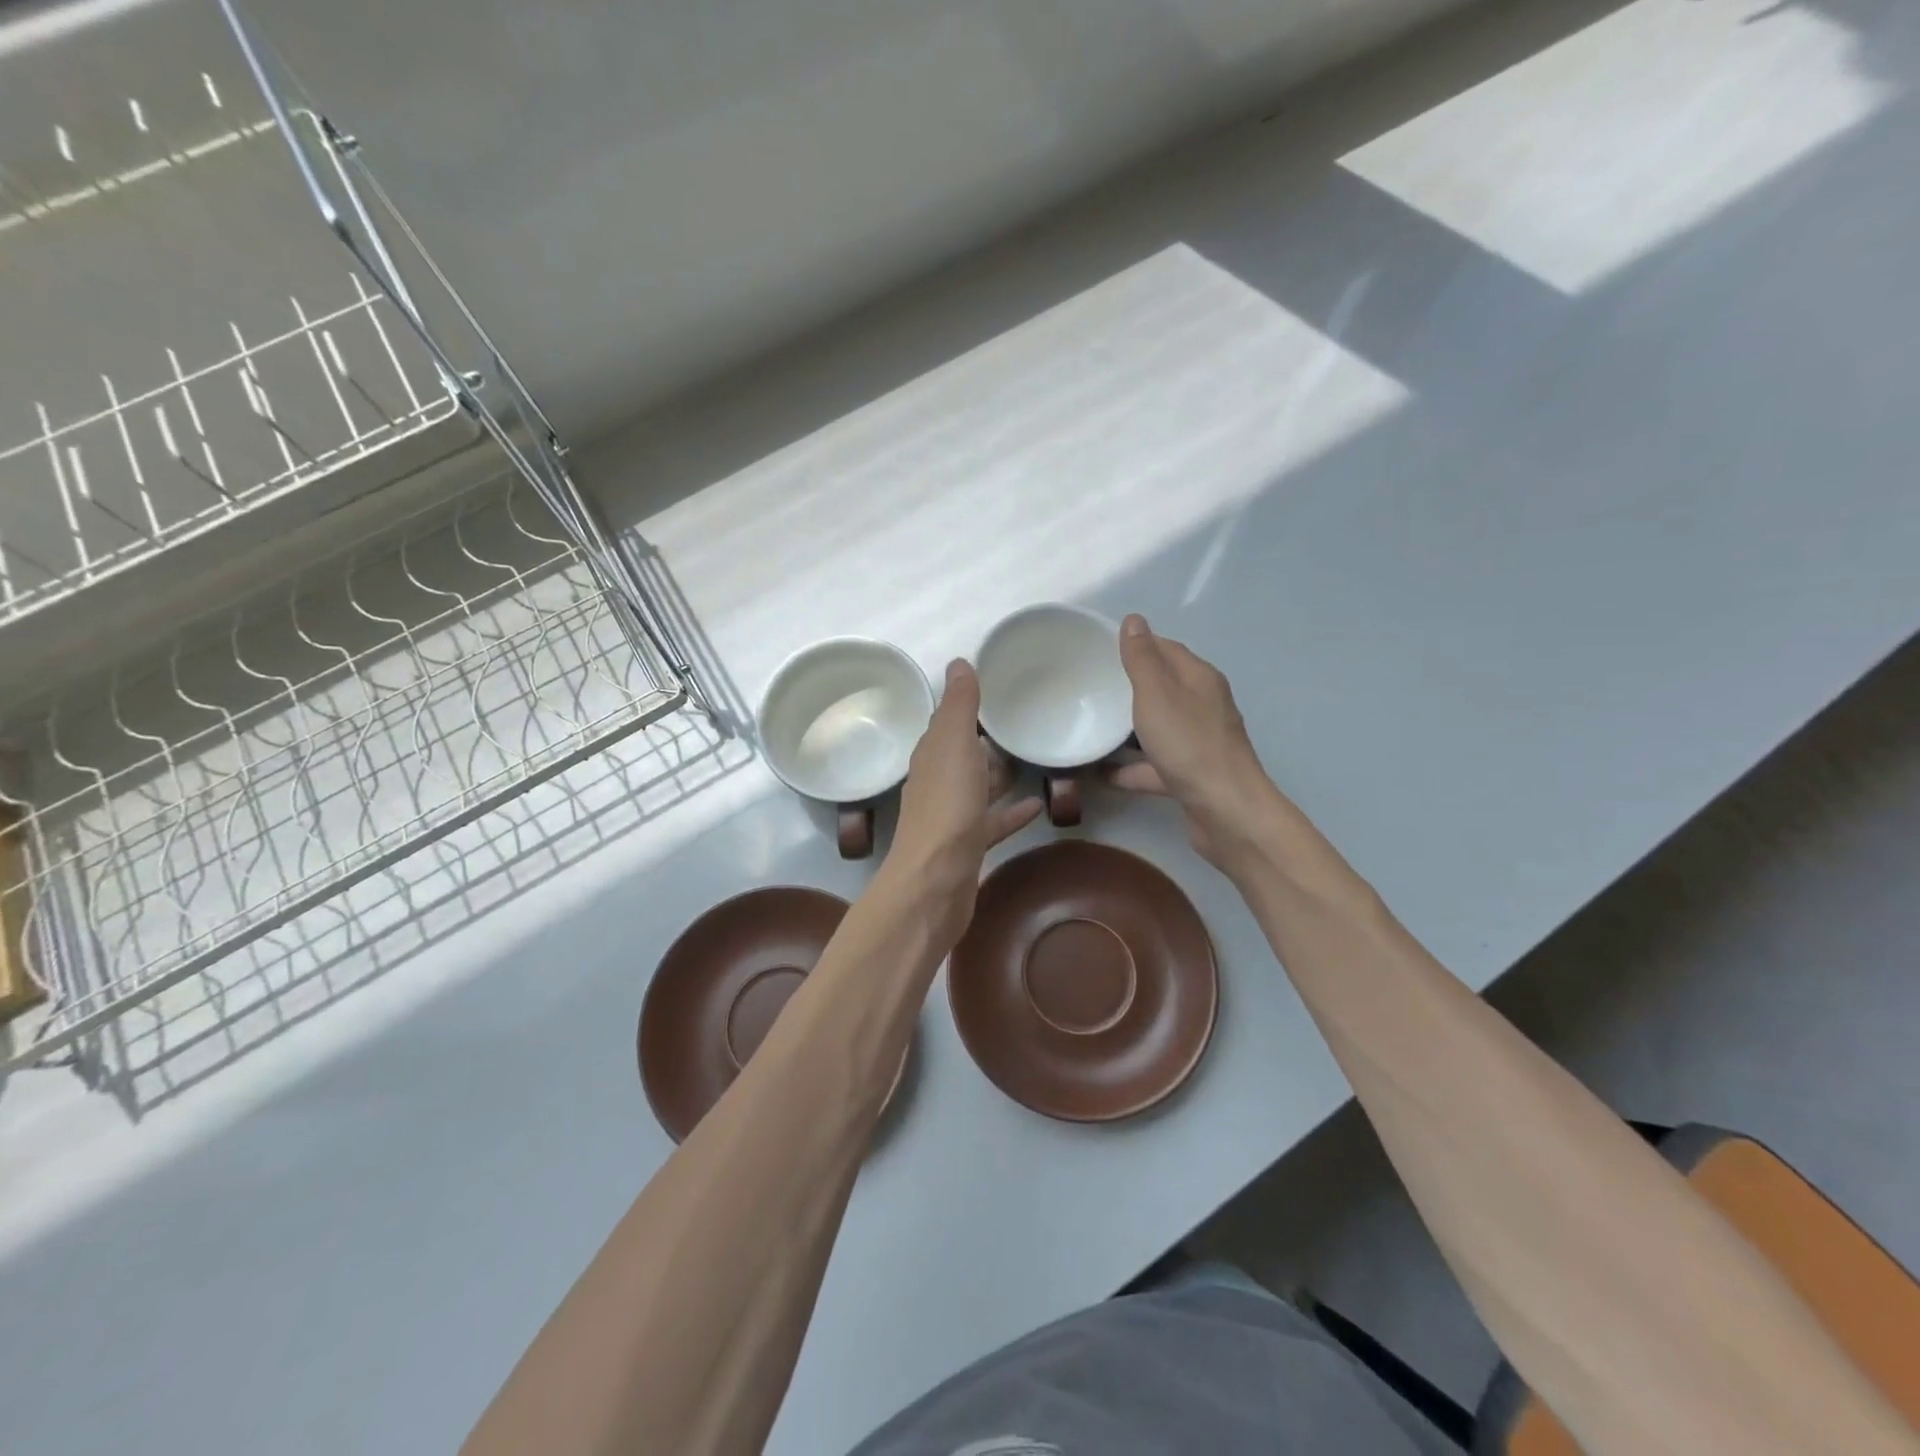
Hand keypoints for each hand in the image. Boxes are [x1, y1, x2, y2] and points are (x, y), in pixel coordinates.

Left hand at [888, 660, 1042, 945]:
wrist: (936, 881)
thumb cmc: (947, 807)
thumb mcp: (955, 745)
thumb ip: (960, 706)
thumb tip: (958, 662)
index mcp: (931, 756)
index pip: (946, 724)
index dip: (966, 707)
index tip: (996, 690)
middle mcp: (937, 783)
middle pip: (962, 756)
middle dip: (985, 741)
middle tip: (1021, 723)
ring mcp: (952, 817)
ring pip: (977, 788)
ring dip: (998, 775)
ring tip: (1031, 759)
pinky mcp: (968, 846)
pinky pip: (993, 822)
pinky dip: (1011, 812)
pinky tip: (1037, 806)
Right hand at [1109, 614, 1275, 868]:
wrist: (1225, 811)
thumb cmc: (1189, 745)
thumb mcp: (1157, 694)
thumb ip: (1142, 658)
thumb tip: (1134, 619)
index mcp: (1199, 679)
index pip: (1166, 648)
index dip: (1136, 644)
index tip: (1099, 649)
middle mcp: (1203, 705)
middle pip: (1163, 687)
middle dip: (1129, 685)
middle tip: (1090, 686)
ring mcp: (1199, 742)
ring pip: (1158, 727)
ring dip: (1128, 727)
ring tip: (1092, 724)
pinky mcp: (1191, 775)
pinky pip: (1154, 764)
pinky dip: (1130, 766)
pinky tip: (1100, 772)